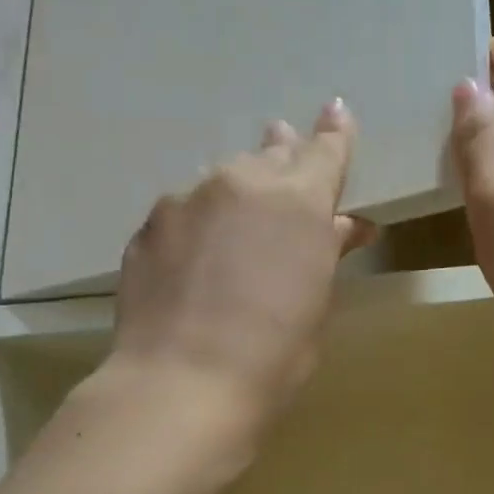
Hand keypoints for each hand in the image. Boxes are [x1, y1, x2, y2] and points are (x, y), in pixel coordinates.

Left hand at [106, 100, 375, 436]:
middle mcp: (243, 183)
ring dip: (238, 189)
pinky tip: (197, 255)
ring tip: (238, 213)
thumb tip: (343, 225)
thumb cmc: (274, 354)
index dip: (334, 133)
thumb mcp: (316, 303)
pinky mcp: (150, 225)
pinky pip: (186, 210)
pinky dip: (200, 223)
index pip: (325, 150)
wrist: (183, 383)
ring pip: (223, 180)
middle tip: (285, 145)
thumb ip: (327, 252)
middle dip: (283, 153)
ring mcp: (189, 199)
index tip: (337, 111)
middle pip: (271, 154)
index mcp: (300, 200)